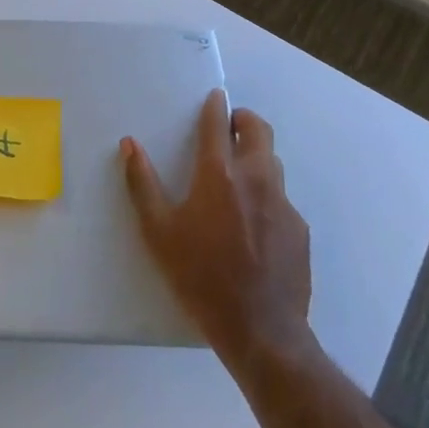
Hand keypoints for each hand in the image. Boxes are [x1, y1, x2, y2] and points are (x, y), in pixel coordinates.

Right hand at [121, 89, 314, 367]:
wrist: (261, 331)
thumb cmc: (201, 277)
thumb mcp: (158, 232)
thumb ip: (142, 184)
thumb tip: (129, 144)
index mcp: (218, 174)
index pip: (218, 124)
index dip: (216, 106)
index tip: (215, 97)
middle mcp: (255, 179)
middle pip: (259, 131)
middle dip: (244, 120)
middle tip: (230, 126)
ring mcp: (282, 204)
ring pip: (273, 163)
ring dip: (256, 157)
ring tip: (238, 176)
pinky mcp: (299, 230)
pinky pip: (281, 199)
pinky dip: (267, 196)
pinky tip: (254, 225)